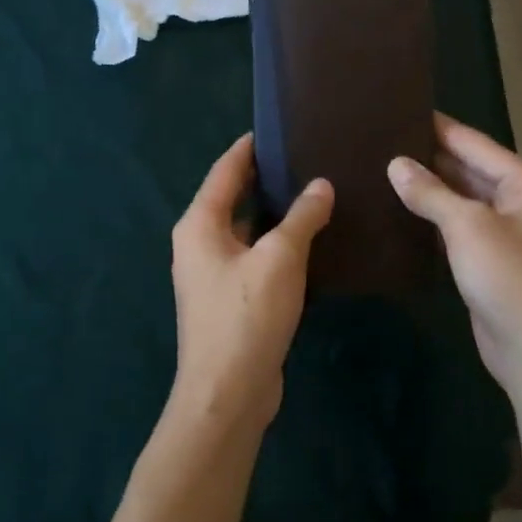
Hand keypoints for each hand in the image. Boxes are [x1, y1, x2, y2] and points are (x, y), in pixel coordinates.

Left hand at [170, 133, 332, 433]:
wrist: (226, 394)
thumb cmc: (246, 316)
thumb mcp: (279, 259)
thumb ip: (301, 217)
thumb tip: (321, 185)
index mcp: (200, 224)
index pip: (225, 170)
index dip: (250, 147)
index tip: (278, 127)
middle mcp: (200, 243)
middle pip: (234, 197)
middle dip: (266, 178)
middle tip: (306, 157)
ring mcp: (213, 273)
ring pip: (247, 229)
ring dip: (276, 213)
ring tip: (315, 192)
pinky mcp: (231, 298)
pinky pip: (255, 256)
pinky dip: (277, 244)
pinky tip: (311, 240)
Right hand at [388, 114, 521, 401]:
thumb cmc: (511, 278)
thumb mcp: (469, 227)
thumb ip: (431, 193)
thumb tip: (396, 164)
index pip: (473, 142)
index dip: (437, 126)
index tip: (400, 109)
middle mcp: (519, 202)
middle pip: (468, 169)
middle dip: (429, 157)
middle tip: (382, 141)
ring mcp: (507, 234)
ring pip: (462, 200)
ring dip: (429, 189)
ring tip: (382, 170)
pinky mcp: (491, 262)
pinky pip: (459, 229)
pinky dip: (434, 220)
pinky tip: (401, 212)